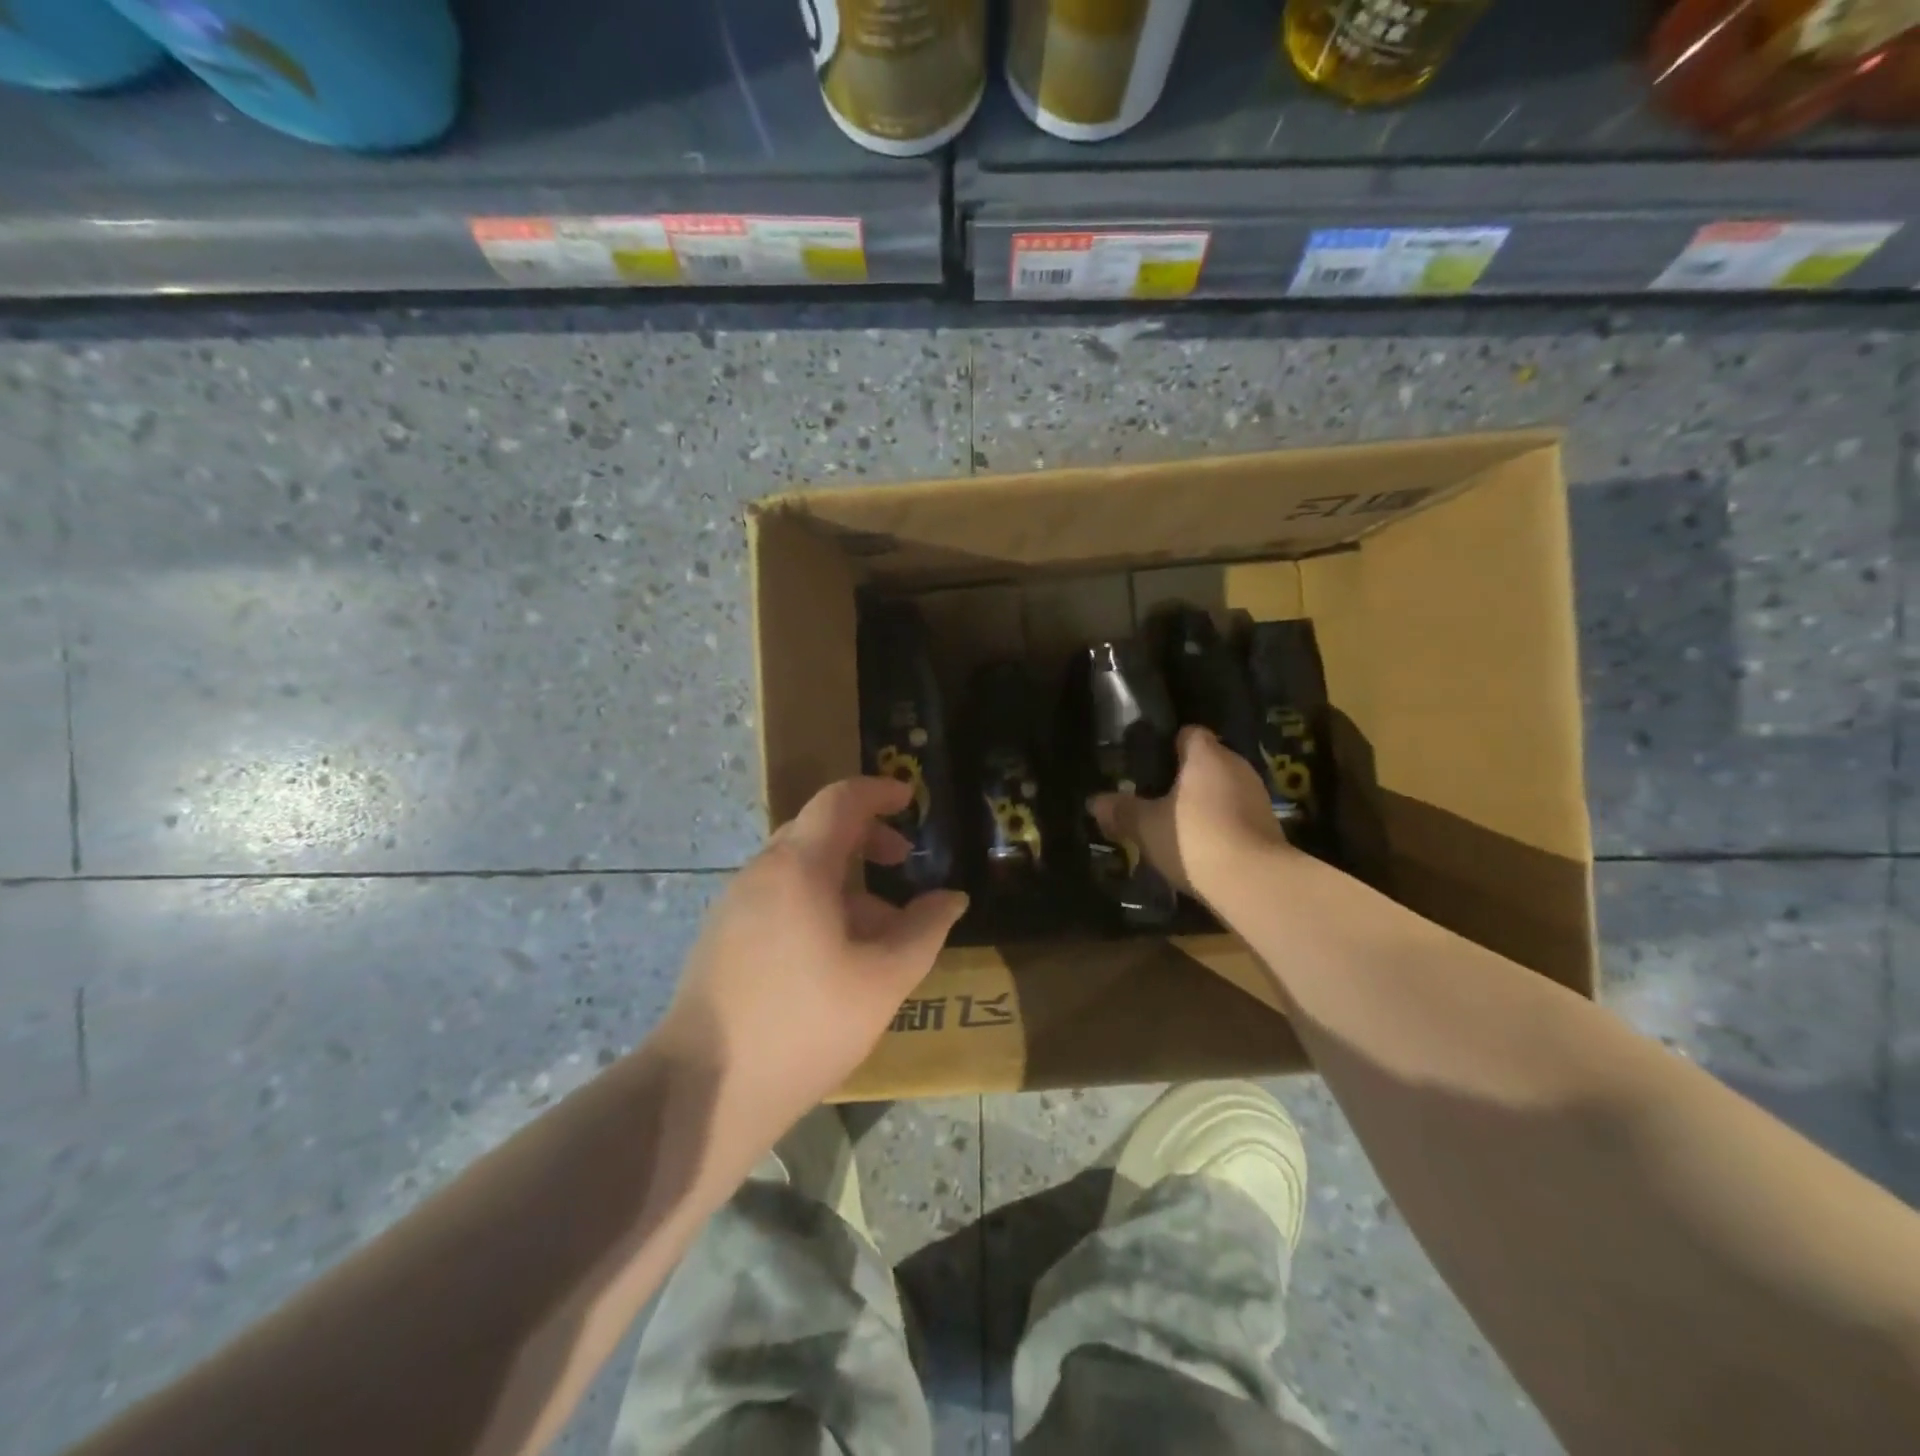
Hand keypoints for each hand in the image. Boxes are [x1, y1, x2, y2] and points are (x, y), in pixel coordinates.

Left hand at [660, 776, 967, 1152]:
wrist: (705, 1089)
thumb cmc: (805, 1024)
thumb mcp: (883, 979)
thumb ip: (924, 930)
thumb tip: (951, 898)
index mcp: (799, 867)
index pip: (840, 800)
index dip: (879, 791)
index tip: (911, 799)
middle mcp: (761, 872)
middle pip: (818, 829)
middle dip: (866, 837)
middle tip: (903, 862)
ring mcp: (735, 903)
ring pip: (797, 867)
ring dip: (843, 878)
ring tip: (879, 926)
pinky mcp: (722, 935)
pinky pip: (777, 896)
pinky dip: (815, 901)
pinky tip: (835, 953)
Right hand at [1089, 726, 1291, 902]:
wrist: (1255, 883)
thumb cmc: (1195, 838)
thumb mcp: (1146, 827)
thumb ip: (1121, 811)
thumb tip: (1094, 802)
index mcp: (1206, 755)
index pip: (1189, 733)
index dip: (1168, 745)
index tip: (1148, 764)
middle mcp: (1237, 766)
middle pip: (1207, 761)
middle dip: (1183, 777)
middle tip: (1155, 797)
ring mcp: (1258, 795)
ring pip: (1223, 788)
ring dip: (1204, 802)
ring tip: (1176, 824)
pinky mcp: (1270, 825)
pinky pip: (1237, 814)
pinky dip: (1221, 824)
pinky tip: (1202, 846)